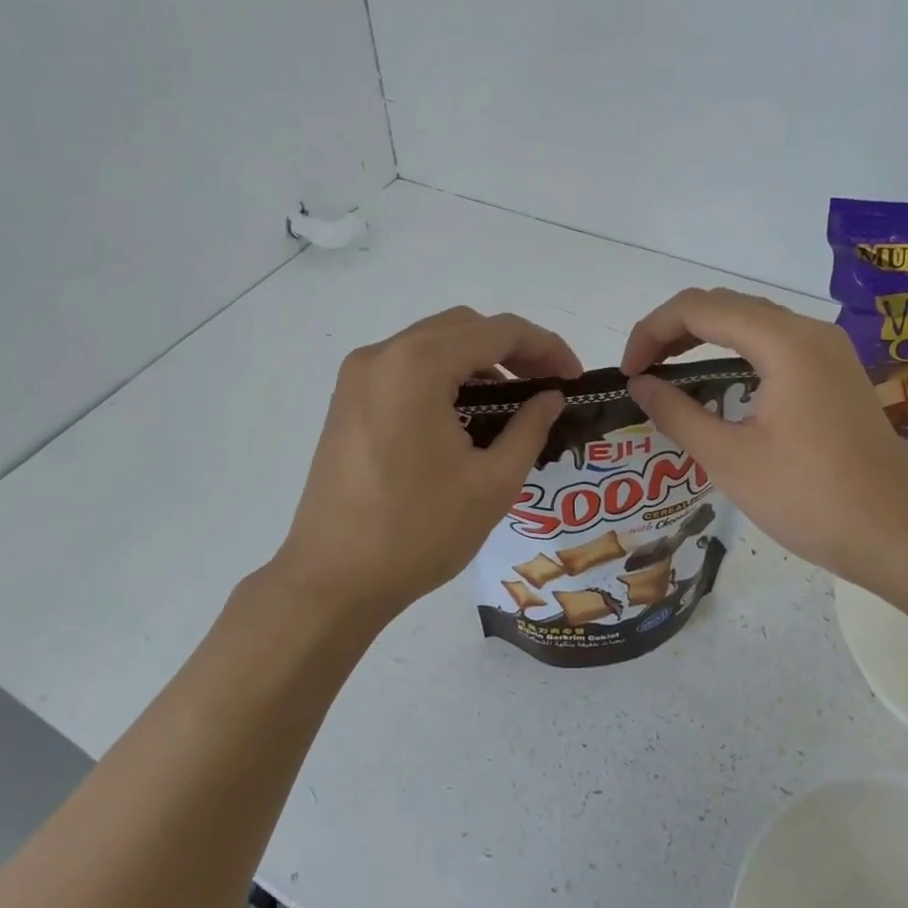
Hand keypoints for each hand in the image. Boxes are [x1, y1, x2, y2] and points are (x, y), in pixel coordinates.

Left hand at [272, 307, 578, 625]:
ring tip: (510, 405)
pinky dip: (443, 378)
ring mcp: (357, 377)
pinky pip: (406, 368)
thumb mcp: (492, 483)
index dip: (546, 347)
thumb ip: (530, 428)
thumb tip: (551, 397)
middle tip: (546, 387)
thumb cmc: (418, 532)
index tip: (574, 378)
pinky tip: (464, 417)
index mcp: (418, 366)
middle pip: (463, 327)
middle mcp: (381, 355)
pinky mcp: (346, 401)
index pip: (498, 330)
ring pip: (432, 344)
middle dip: (512, 349)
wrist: (333, 580)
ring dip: (477, 362)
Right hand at [620, 287, 907, 592]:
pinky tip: (718, 382)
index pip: (699, 308)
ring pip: (751, 321)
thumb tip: (640, 385)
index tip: (628, 372)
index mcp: (784, 343)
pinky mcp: (836, 373)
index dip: (652, 331)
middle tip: (642, 370)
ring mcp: (828, 351)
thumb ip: (677, 413)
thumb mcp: (728, 458)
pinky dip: (735, 351)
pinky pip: (774, 343)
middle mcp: (809, 331)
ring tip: (668, 370)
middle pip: (725, 304)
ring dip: (704, 336)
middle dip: (674, 329)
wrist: (899, 535)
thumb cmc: (809, 498)